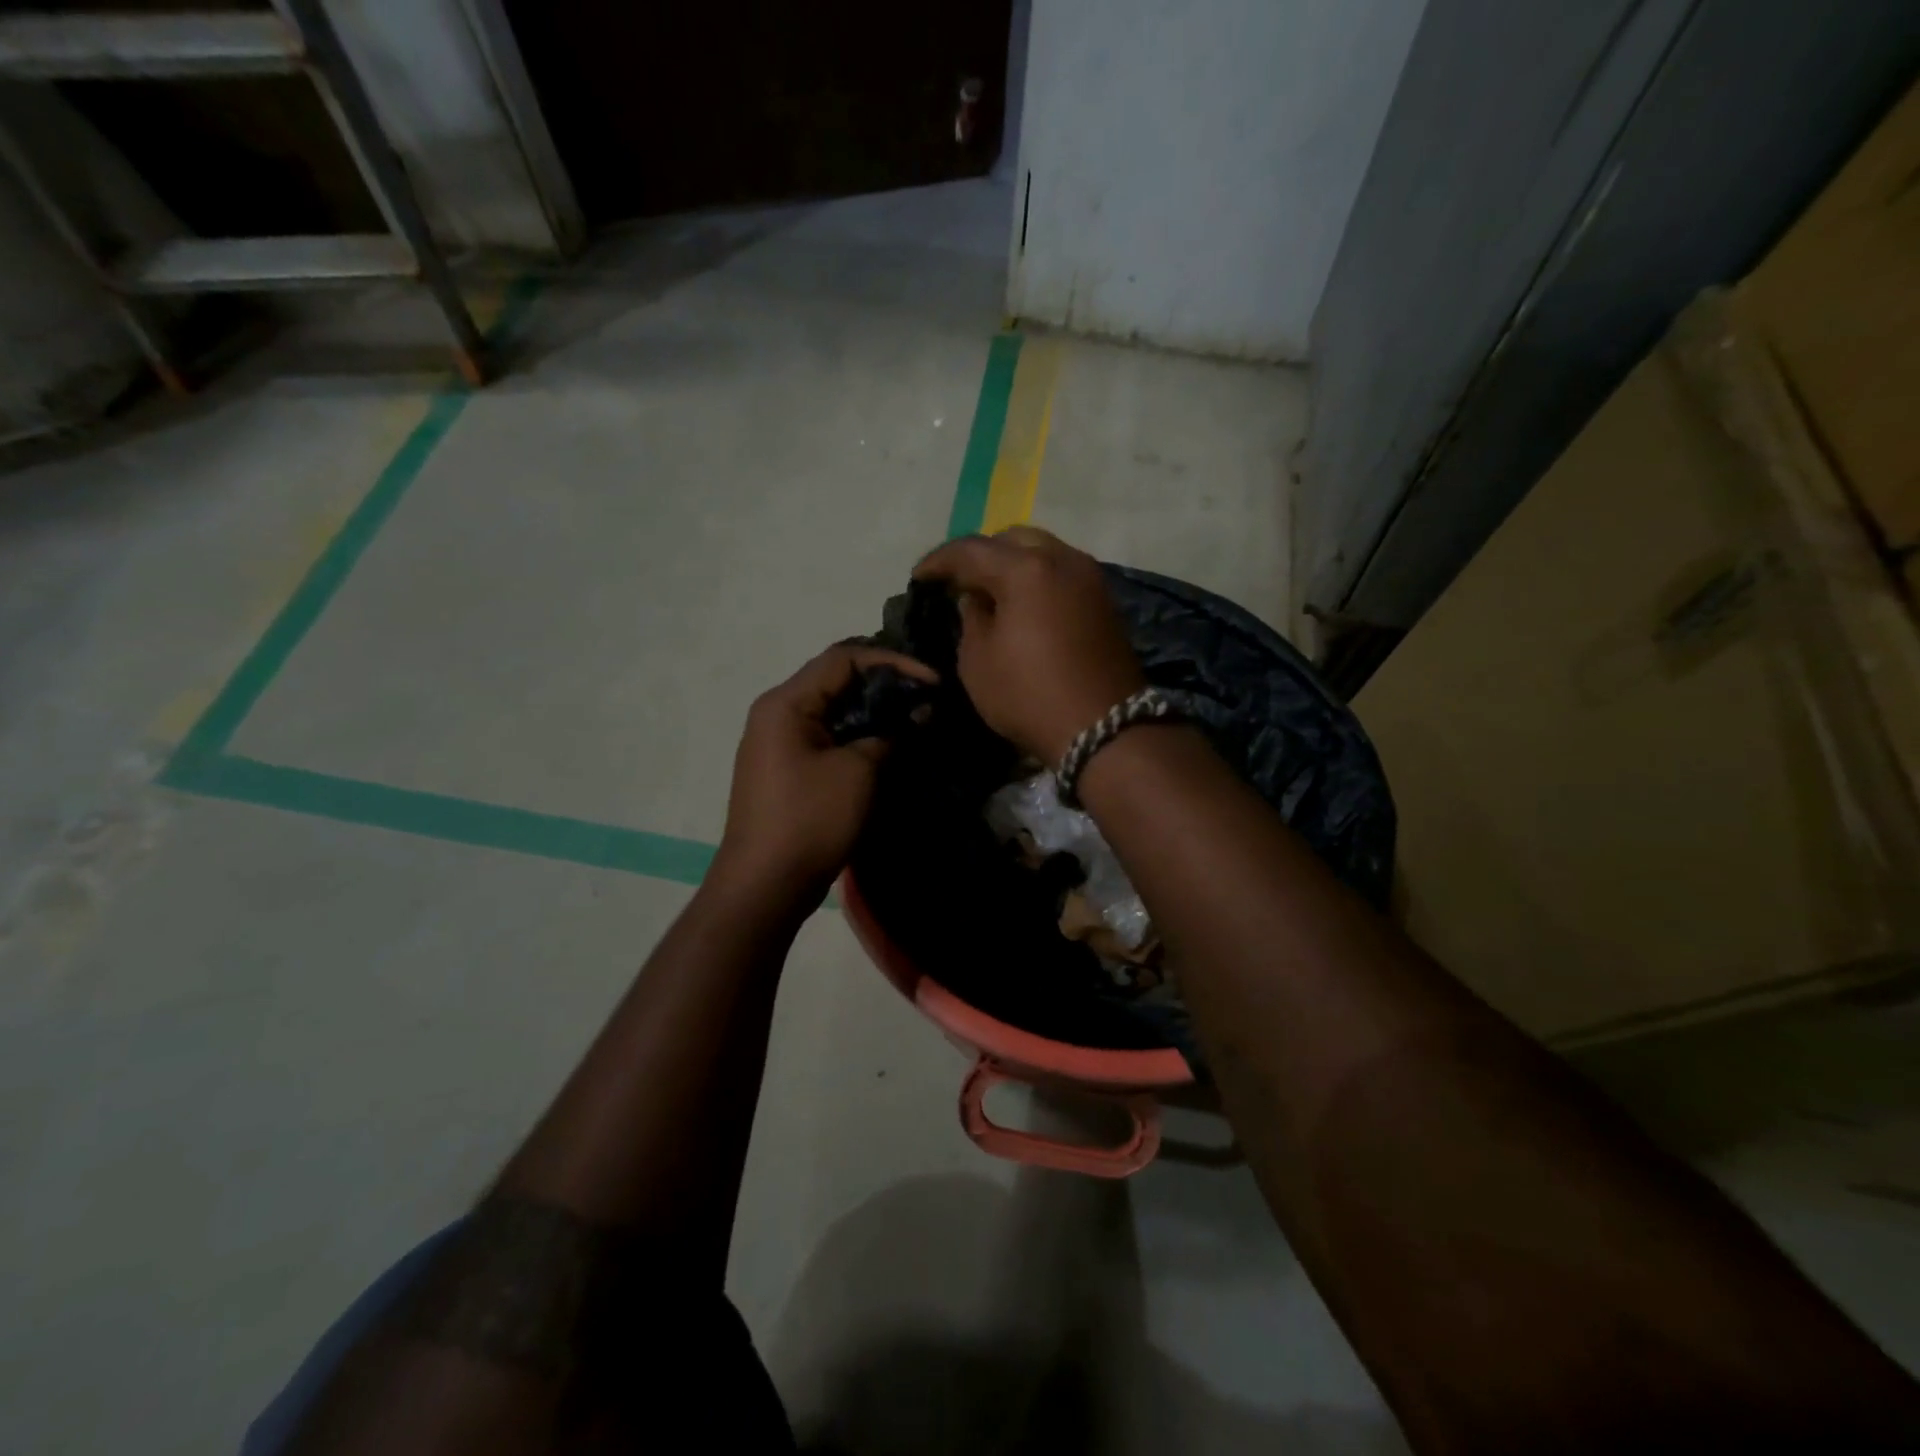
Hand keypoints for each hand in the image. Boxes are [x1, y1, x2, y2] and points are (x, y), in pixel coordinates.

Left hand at [715, 643, 937, 901]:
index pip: (843, 659)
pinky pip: (826, 738)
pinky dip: (857, 736)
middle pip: (836, 681)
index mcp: (786, 703)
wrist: (764, 886)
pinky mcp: (786, 769)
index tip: (932, 682)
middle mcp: (776, 714)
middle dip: (885, 687)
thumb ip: (891, 734)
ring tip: (913, 722)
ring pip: (833, 711)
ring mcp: (778, 743)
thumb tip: (919, 713)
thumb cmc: (810, 820)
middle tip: (926, 701)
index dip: (892, 662)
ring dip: (873, 713)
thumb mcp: (859, 772)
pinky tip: (886, 749)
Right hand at [914, 527, 1145, 762]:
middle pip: (1012, 539)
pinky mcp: (1104, 601)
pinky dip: (1037, 579)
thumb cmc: (1029, 696)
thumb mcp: (978, 662)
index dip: (939, 561)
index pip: (971, 550)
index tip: (919, 577)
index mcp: (1025, 569)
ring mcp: (1089, 578)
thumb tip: (977, 599)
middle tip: (958, 580)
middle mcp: (1062, 559)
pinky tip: (1023, 604)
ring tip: (990, 591)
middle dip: (980, 554)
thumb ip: (971, 619)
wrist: (1102, 728)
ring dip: (1012, 564)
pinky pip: (1061, 574)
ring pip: (1043, 552)